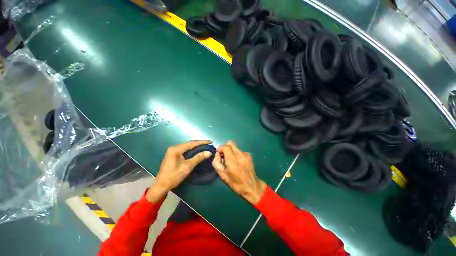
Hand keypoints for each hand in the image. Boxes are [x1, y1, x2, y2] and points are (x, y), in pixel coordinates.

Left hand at [146, 140, 212, 201]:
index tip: (210, 141)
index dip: (202, 142)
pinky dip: (192, 150)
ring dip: (196, 146)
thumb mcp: (187, 167)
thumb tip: (209, 152)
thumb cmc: (174, 176)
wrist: (161, 186)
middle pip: (189, 144)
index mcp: (176, 149)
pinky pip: (185, 150)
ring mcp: (173, 151)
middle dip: (199, 143)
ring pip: (187, 146)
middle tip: (209, 144)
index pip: (192, 143)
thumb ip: (198, 158)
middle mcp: (174, 148)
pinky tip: (197, 151)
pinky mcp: (173, 155)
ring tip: (205, 146)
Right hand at [212, 141, 266, 204]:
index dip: (220, 148)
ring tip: (230, 160)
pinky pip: (239, 150)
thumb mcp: (223, 175)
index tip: (218, 153)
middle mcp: (240, 155)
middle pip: (231, 143)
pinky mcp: (249, 155)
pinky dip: (236, 153)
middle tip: (223, 155)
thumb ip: (217, 163)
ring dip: (230, 151)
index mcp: (233, 161)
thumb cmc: (236, 183)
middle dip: (225, 147)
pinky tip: (237, 162)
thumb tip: (217, 154)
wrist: (252, 186)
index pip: (225, 147)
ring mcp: (245, 154)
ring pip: (235, 147)